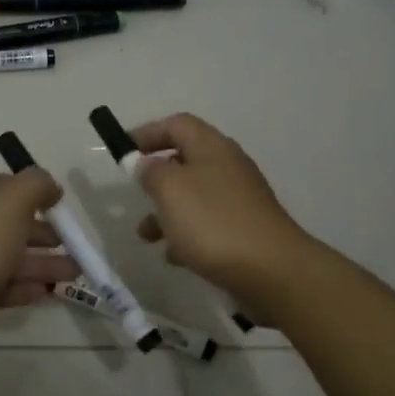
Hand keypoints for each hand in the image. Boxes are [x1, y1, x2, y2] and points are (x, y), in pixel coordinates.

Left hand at [0, 164, 77, 395]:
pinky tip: (46, 291)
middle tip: (64, 239)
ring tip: (72, 271)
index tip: (47, 201)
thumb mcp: (11, 205)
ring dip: (35, 261)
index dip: (18, 185)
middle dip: (35, 230)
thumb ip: (35, 185)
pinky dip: (17, 285)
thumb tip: (48, 185)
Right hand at [130, 113, 312, 305]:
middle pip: (185, 160)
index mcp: (211, 147)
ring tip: (146, 236)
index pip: (177, 124)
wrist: (271, 271)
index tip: (122, 150)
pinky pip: (207, 224)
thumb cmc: (213, 222)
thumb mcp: (170, 189)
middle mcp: (228, 166)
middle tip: (135, 193)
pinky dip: (186, 235)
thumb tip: (146, 164)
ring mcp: (239, 199)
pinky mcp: (244, 229)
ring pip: (193, 196)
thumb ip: (151, 171)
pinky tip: (175, 256)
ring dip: (166, 212)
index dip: (147, 132)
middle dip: (155, 177)